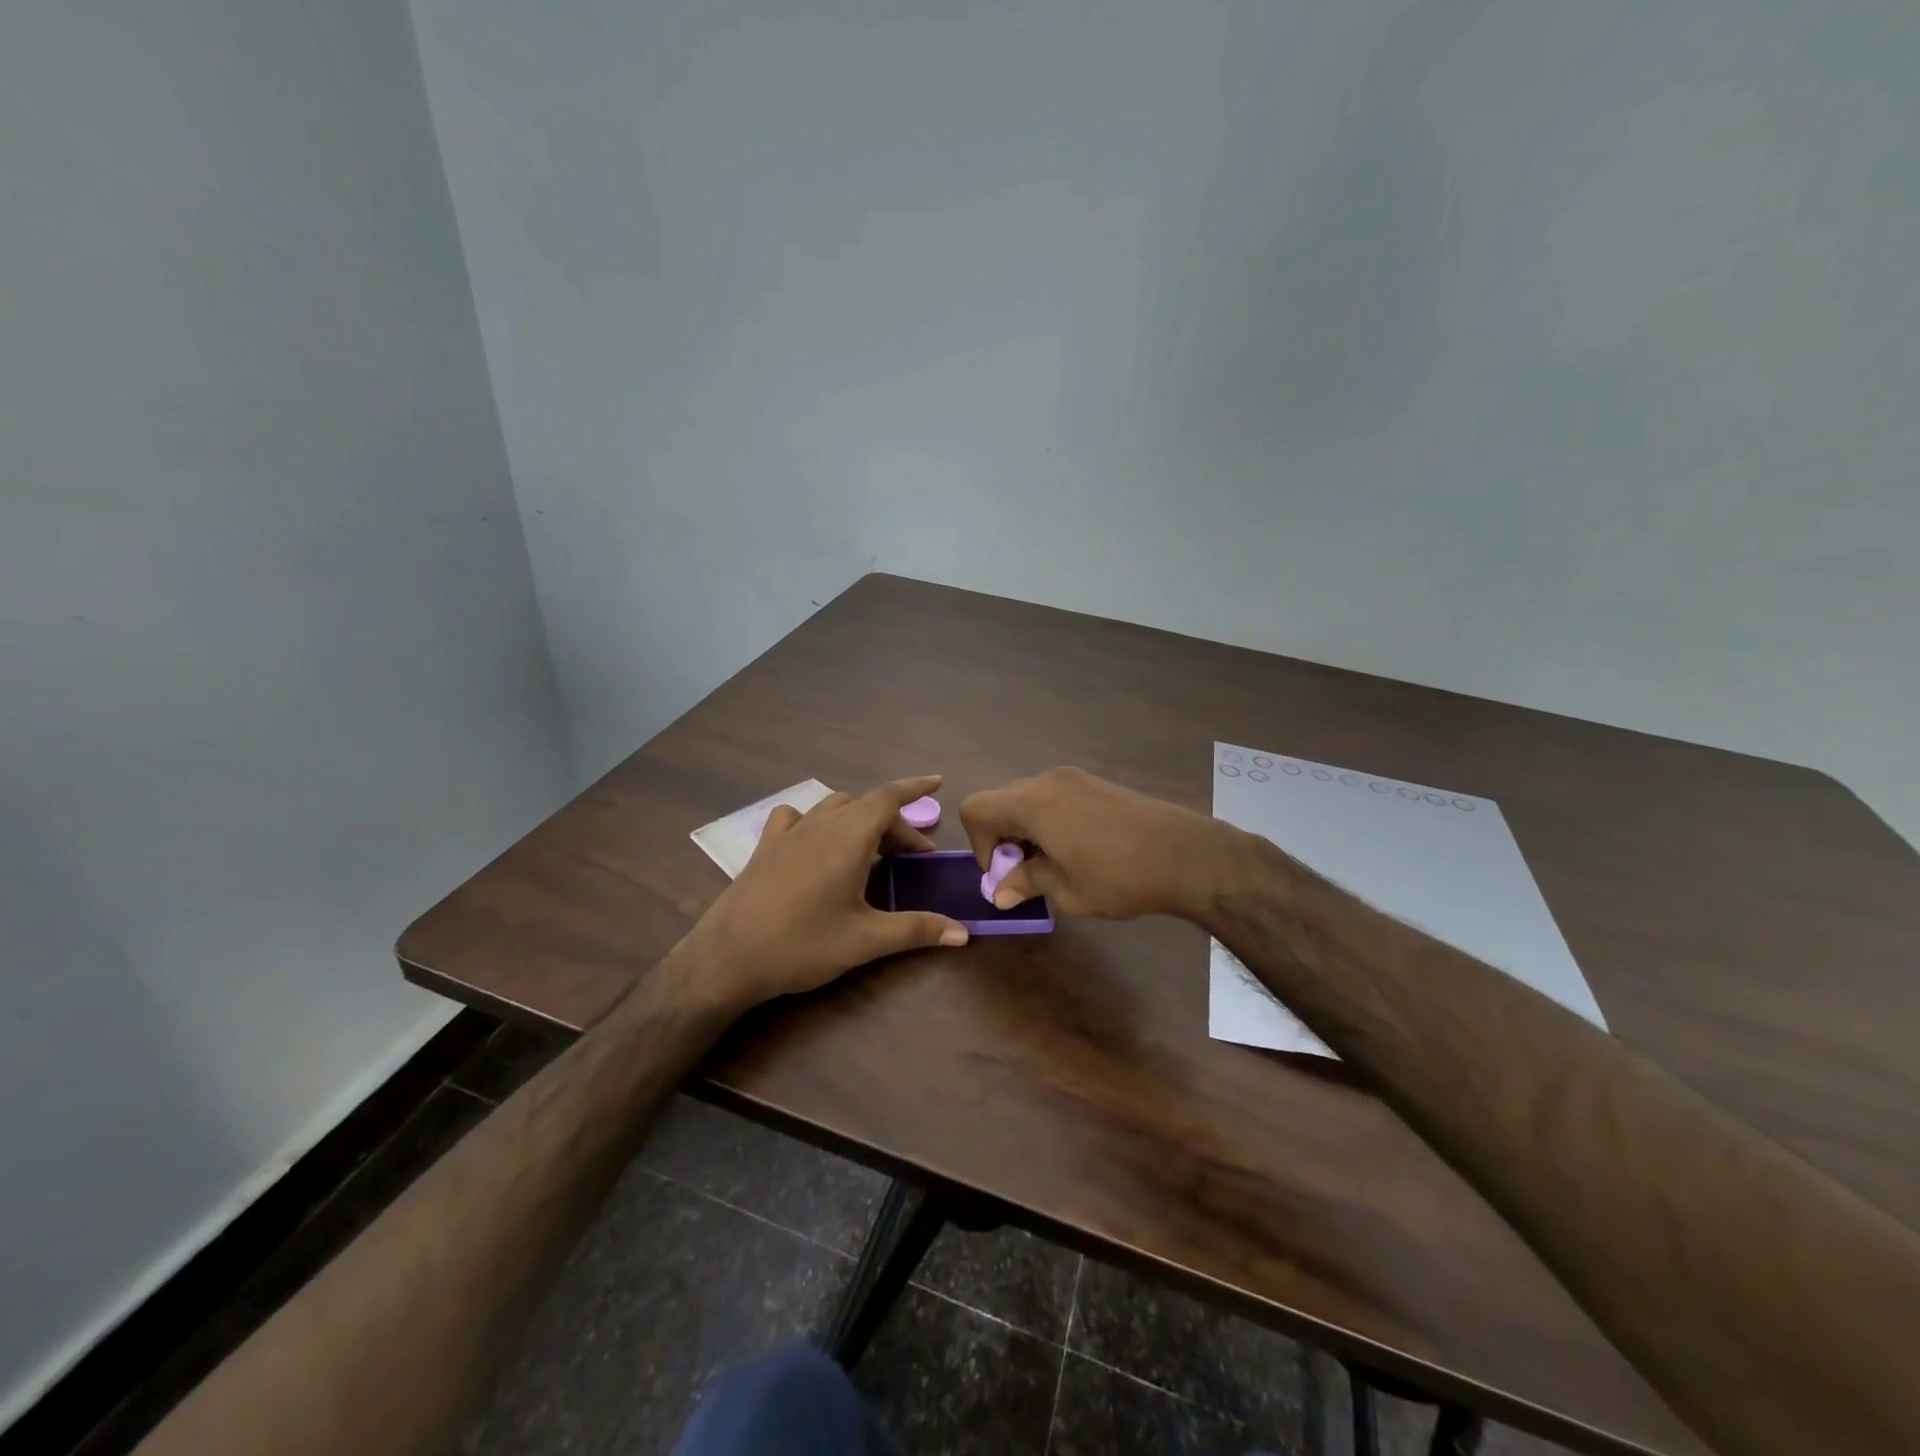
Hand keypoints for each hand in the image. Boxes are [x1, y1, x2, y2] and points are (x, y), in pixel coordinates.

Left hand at [692, 775, 969, 1010]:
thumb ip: (917, 930)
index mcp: (848, 838)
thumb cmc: (802, 945)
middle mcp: (819, 825)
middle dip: (895, 824)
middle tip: (913, 857)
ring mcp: (788, 833)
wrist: (726, 959)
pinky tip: (815, 843)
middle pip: (866, 807)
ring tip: (871, 849)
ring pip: (833, 808)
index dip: (915, 787)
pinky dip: (816, 821)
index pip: (888, 797)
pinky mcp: (765, 847)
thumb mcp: (866, 940)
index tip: (937, 781)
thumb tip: (964, 933)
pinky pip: (796, 818)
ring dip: (859, 820)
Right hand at [959, 766, 1230, 920]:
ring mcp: (1075, 778)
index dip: (979, 844)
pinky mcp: (1097, 783)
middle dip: (1003, 837)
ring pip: (1028, 799)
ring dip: (1027, 830)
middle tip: (1027, 873)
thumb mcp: (1066, 890)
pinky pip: (1055, 797)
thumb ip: (1026, 883)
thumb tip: (1000, 892)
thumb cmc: (1119, 876)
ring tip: (1054, 864)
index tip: (1006, 873)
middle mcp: (1047, 781)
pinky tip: (1078, 850)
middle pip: (1001, 801)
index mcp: (1032, 802)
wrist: (1186, 855)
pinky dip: (1050, 820)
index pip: (976, 808)